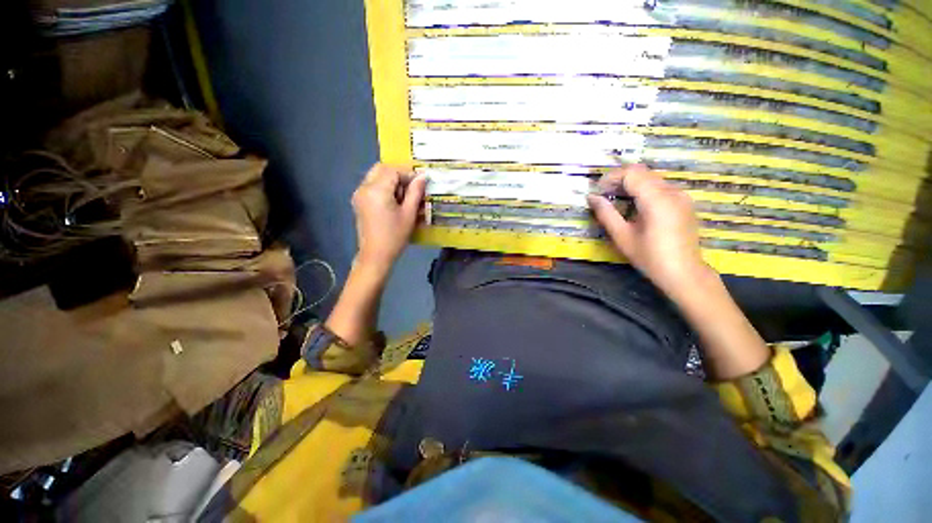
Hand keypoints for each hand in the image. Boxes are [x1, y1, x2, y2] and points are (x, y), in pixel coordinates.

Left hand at [351, 163, 426, 271]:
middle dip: (398, 175)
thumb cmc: (395, 236)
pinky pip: (372, 185)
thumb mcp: (409, 214)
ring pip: (376, 176)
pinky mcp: (358, 201)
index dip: (408, 174)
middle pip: (381, 169)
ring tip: (403, 198)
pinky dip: (383, 187)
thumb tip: (423, 176)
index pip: (393, 170)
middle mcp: (364, 187)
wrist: (375, 255)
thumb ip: (415, 192)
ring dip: (391, 181)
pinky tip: (393, 202)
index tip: (419, 184)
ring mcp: (359, 194)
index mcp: (376, 190)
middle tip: (411, 189)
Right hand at [587, 165, 708, 292]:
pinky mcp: (684, 202)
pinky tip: (635, 206)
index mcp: (657, 199)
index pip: (632, 173)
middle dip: (620, 179)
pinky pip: (661, 187)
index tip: (598, 191)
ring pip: (652, 178)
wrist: (684, 273)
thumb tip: (591, 197)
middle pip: (642, 172)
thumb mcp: (622, 236)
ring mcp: (681, 196)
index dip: (611, 177)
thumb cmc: (650, 257)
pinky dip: (644, 190)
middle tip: (604, 195)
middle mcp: (672, 191)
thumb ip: (606, 214)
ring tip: (616, 200)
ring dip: (631, 184)